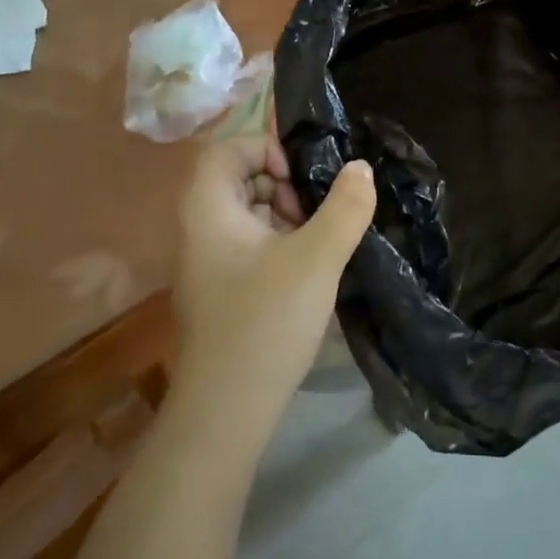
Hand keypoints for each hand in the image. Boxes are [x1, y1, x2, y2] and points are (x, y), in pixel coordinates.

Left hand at [172, 136, 374, 433]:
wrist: (227, 410)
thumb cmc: (266, 321)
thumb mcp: (316, 258)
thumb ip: (344, 208)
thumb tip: (360, 167)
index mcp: (208, 209)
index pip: (227, 149)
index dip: (267, 148)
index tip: (302, 178)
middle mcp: (199, 228)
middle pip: (238, 178)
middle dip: (283, 184)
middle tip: (315, 212)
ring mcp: (207, 261)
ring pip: (247, 212)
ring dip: (285, 214)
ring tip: (318, 241)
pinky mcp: (221, 288)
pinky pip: (249, 244)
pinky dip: (279, 242)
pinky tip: (308, 268)